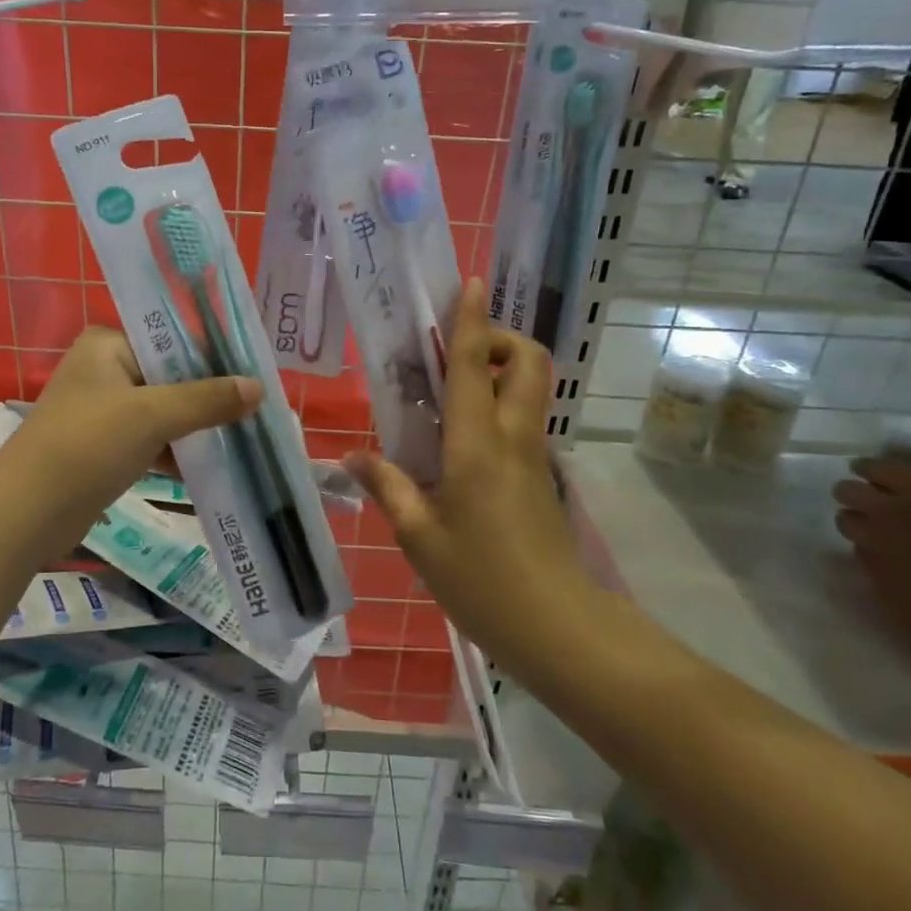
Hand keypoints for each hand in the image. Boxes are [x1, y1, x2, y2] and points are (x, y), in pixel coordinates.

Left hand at [10, 327, 260, 550]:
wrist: (27, 513)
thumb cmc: (87, 445)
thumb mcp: (152, 415)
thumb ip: (207, 400)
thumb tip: (259, 388)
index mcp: (109, 344)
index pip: (173, 340)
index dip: (214, 357)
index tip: (255, 373)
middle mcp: (105, 369)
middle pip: (172, 376)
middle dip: (210, 395)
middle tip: (257, 407)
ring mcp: (104, 410)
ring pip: (164, 410)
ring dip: (197, 425)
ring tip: (245, 434)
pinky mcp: (105, 447)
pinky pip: (152, 439)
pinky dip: (177, 450)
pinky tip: (212, 463)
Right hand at [344, 279, 581, 652]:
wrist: (559, 628)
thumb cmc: (481, 580)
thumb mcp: (419, 538)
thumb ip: (388, 487)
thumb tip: (352, 457)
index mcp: (477, 445)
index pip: (476, 367)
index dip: (471, 320)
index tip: (470, 282)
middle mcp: (512, 438)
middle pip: (528, 362)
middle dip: (500, 340)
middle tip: (456, 357)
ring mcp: (533, 457)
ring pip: (531, 388)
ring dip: (501, 370)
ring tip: (450, 393)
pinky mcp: (541, 477)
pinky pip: (522, 419)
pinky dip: (499, 405)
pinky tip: (459, 440)